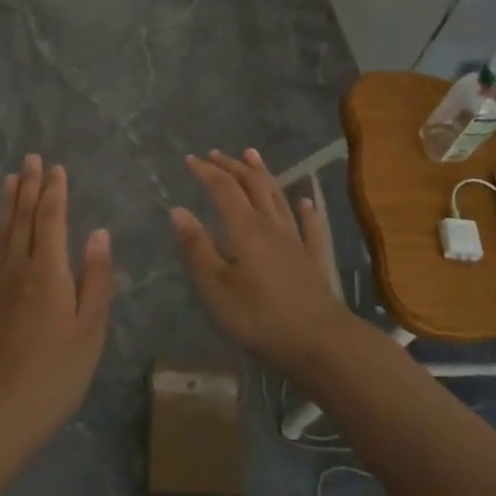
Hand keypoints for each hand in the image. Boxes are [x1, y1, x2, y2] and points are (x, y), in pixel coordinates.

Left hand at [0, 156, 113, 453]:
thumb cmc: (55, 373)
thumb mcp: (90, 329)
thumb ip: (95, 278)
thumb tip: (98, 233)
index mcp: (49, 270)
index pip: (51, 218)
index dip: (55, 191)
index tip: (56, 167)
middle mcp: (17, 267)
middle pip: (23, 218)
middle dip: (29, 187)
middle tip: (31, 159)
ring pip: (1, 233)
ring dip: (7, 204)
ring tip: (10, 179)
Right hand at [171, 149, 345, 372]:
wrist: (318, 341)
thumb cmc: (258, 315)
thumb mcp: (215, 285)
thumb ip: (196, 247)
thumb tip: (178, 210)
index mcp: (244, 228)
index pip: (223, 189)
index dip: (206, 171)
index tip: (190, 159)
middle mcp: (271, 225)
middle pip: (252, 186)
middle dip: (232, 167)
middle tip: (216, 154)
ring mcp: (296, 240)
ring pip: (278, 198)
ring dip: (264, 175)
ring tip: (253, 157)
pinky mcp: (312, 260)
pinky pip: (310, 227)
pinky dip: (306, 211)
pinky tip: (306, 201)